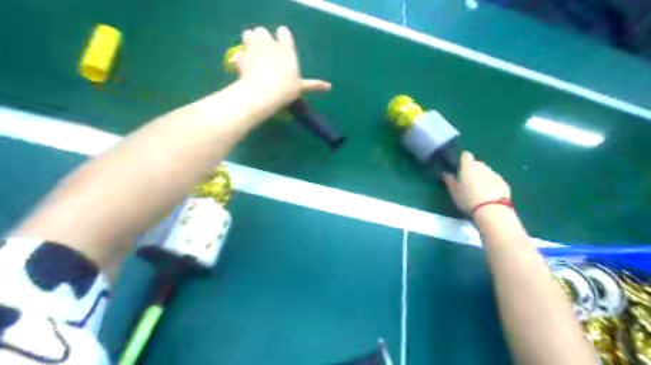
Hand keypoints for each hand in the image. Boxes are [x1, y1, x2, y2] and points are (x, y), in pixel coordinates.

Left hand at [237, 26, 331, 105]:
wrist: (263, 93)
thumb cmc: (286, 89)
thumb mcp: (300, 87)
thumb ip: (313, 85)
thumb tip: (330, 87)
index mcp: (286, 49)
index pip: (283, 32)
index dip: (281, 37)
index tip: (281, 47)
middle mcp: (269, 43)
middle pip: (263, 31)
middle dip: (263, 38)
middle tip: (265, 53)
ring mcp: (253, 47)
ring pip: (249, 34)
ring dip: (250, 41)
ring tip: (253, 55)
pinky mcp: (240, 56)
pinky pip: (239, 51)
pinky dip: (241, 57)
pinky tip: (244, 66)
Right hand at [443, 151, 508, 212]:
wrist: (491, 210)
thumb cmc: (468, 200)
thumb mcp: (454, 192)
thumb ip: (449, 181)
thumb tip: (445, 173)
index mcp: (468, 167)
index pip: (465, 155)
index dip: (462, 159)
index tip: (459, 167)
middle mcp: (482, 167)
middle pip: (477, 163)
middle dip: (472, 169)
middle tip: (467, 181)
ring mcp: (494, 174)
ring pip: (486, 171)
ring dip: (482, 176)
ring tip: (478, 188)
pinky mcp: (503, 182)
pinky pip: (494, 179)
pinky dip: (491, 183)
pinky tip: (488, 194)